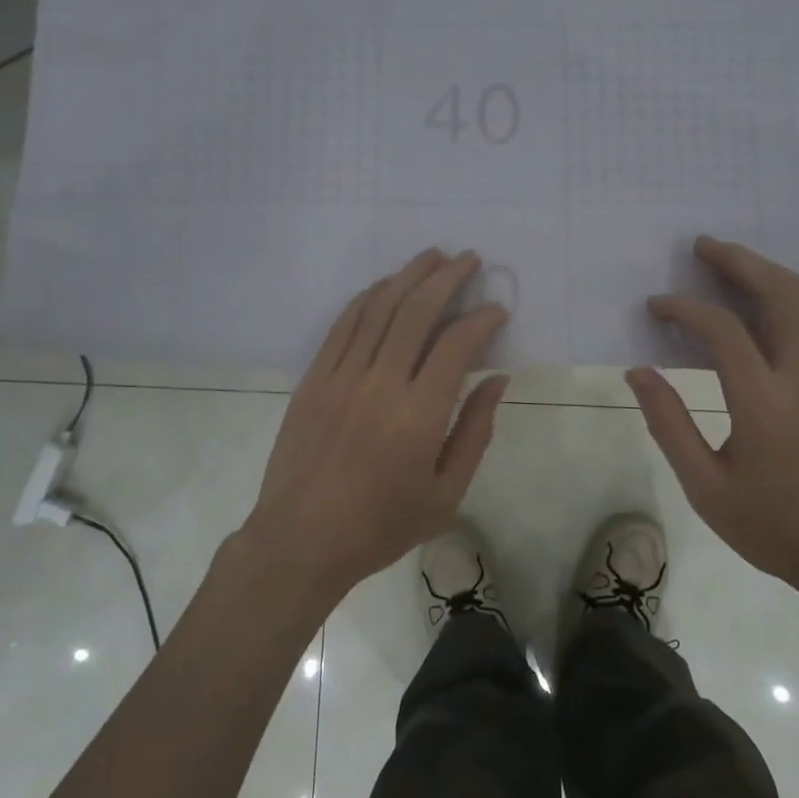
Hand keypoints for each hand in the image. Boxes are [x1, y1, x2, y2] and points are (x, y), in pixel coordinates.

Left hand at [239, 249, 509, 605]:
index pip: (456, 345)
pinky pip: (343, 325)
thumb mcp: (446, 494)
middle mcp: (380, 383)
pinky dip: (367, 298)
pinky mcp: (313, 379)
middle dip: (447, 278)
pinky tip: (384, 286)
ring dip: (408, 276)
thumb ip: (475, 431)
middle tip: (468, 259)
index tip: (497, 309)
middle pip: (416, 311)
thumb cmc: (381, 525)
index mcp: (419, 415)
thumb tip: (497, 379)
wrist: (301, 540)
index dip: (481, 319)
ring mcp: (341, 376)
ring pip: (378, 308)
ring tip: (432, 257)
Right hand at [626, 237, 798, 599]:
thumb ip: (669, 424)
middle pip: (778, 296)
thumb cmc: (773, 527)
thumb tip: (638, 372)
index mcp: (764, 406)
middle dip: (737, 263)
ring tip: (742, 262)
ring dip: (776, 273)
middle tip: (704, 246)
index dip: (685, 309)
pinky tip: (796, 296)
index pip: (723, 331)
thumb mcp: (706, 488)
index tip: (657, 306)